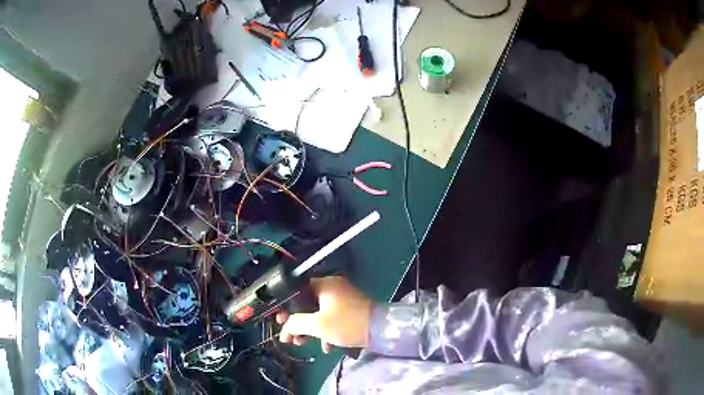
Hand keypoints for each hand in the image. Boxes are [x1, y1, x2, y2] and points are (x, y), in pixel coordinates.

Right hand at [277, 276, 371, 352]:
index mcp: (324, 284)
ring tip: (303, 344)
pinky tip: (326, 347)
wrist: (380, 330)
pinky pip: (332, 318)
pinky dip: (326, 331)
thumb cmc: (346, 324)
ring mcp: (343, 298)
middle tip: (290, 336)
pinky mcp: (351, 310)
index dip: (285, 307)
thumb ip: (295, 324)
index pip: (296, 291)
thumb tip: (284, 328)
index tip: (279, 321)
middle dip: (297, 323)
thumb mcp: (317, 325)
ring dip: (310, 329)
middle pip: (306, 304)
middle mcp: (333, 287)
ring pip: (319, 313)